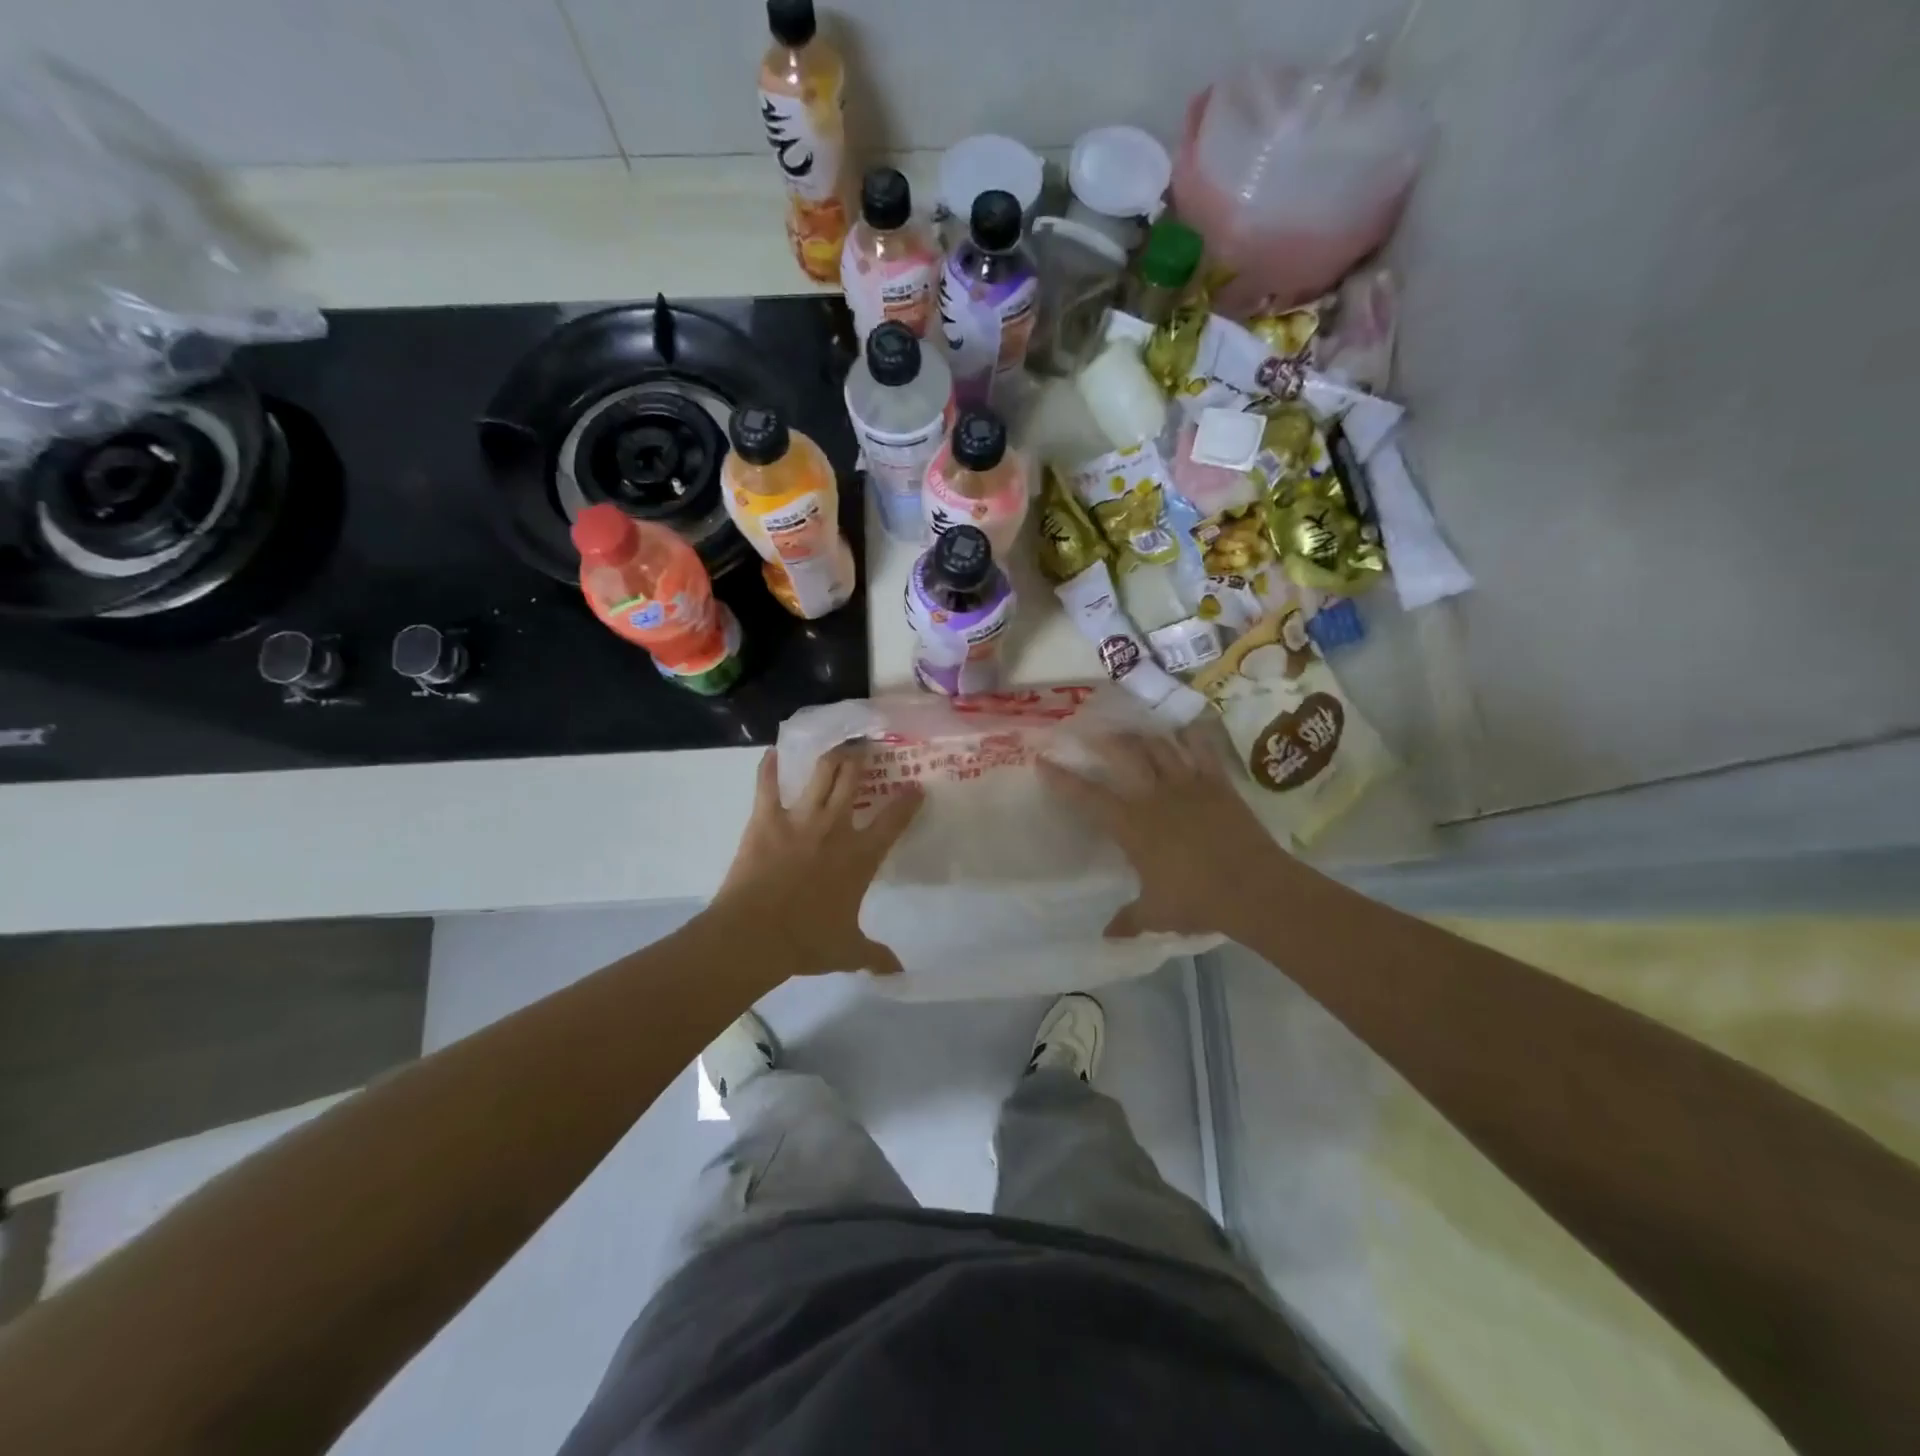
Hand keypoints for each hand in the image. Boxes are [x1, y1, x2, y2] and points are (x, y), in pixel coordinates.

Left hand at [714, 746, 922, 977]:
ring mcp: (799, 818)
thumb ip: (875, 956)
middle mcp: (835, 828)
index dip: (908, 801)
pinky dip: (768, 766)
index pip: (894, 820)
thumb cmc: (806, 942)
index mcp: (860, 856)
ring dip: (830, 757)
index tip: (916, 787)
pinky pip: (767, 784)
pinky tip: (771, 753)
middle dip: (861, 760)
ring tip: (835, 747)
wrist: (755, 935)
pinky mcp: (765, 818)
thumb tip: (899, 971)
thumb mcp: (847, 952)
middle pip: (853, 780)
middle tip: (865, 749)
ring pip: (821, 773)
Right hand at [1038, 729, 1291, 939]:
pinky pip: (1203, 750)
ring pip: (1160, 746)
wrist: (1254, 888)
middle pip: (1124, 755)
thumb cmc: (1197, 900)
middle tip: (1092, 731)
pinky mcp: (1218, 783)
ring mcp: (1188, 785)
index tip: (1043, 761)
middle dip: (1104, 740)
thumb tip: (1106, 936)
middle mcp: (1154, 796)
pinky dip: (1193, 736)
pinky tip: (1186, 727)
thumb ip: (1128, 921)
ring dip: (1143, 735)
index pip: (1087, 797)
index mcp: (1132, 825)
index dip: (1062, 779)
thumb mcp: (1156, 914)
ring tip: (1133, 728)